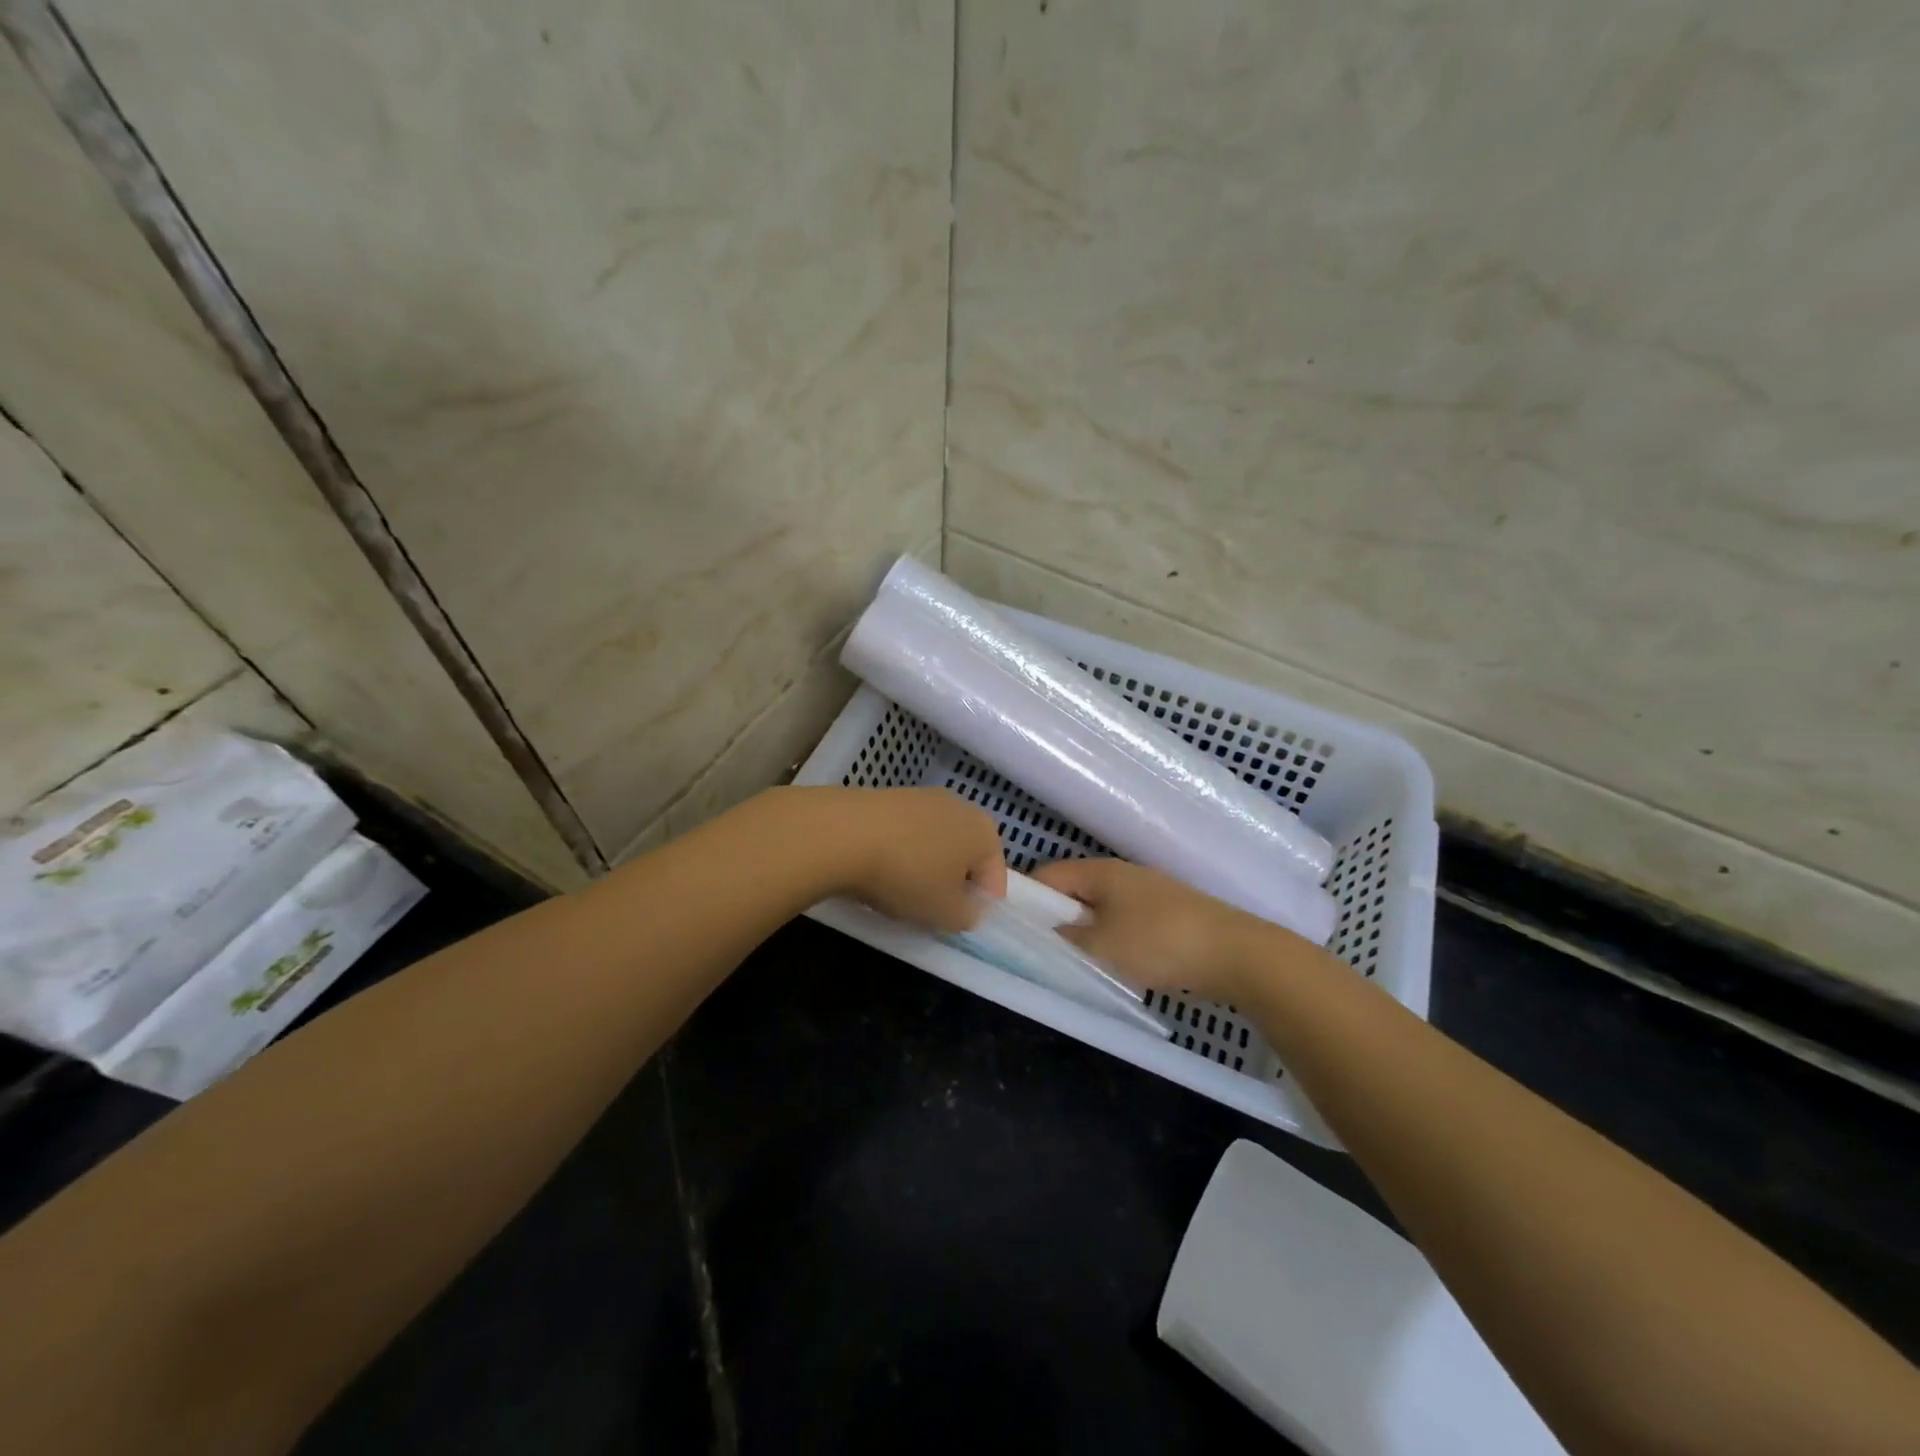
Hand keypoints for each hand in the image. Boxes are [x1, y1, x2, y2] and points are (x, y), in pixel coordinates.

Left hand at [800, 786, 1006, 932]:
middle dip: (952, 883)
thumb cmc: (907, 875)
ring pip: (935, 843)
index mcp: (985, 832)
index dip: (979, 906)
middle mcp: (961, 806)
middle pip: (965, 856)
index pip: (996, 878)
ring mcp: (924, 797)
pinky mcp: (891, 796)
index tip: (955, 924)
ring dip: (925, 867)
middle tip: (929, 909)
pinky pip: (906, 834)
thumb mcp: (945, 913)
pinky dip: (900, 852)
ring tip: (899, 891)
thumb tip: (966, 909)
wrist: (843, 833)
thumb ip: (967, 916)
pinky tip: (878, 869)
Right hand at [1034, 857, 1286, 1002]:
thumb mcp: (1102, 946)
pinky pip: (1124, 920)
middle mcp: (1122, 874)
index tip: (1016, 931)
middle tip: (1045, 952)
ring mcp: (1147, 892)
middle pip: (1073, 891)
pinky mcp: (1167, 913)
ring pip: (1099, 908)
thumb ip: (1065, 938)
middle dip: (1056, 919)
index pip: (1047, 875)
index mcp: (1100, 872)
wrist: (1236, 954)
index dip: (1027, 899)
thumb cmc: (1160, 943)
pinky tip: (1117, 964)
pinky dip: (1112, 938)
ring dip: (1085, 931)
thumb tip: (1046, 931)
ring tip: (1079, 963)